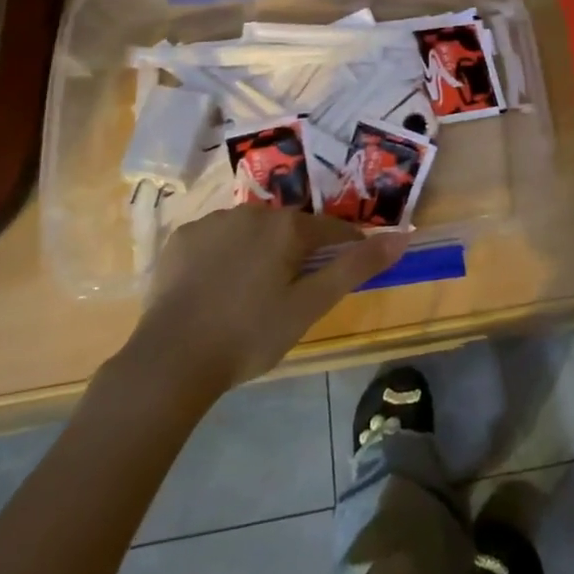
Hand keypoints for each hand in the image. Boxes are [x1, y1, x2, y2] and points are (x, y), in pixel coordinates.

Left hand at [125, 205, 407, 403]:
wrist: (170, 361)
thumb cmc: (250, 335)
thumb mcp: (311, 306)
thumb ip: (356, 266)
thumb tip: (402, 235)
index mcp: (287, 226)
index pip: (331, 230)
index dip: (344, 250)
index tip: (342, 275)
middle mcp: (252, 212)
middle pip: (290, 228)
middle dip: (297, 253)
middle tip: (290, 296)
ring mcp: (212, 222)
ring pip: (252, 231)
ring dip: (260, 252)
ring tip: (250, 295)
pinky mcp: (181, 238)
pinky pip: (216, 240)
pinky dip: (223, 256)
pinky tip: (216, 289)